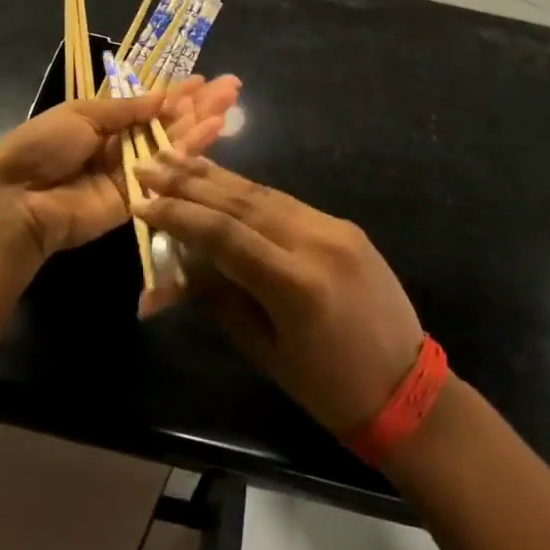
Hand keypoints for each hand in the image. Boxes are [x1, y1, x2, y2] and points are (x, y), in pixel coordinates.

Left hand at [0, 75, 241, 259]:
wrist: (18, 198)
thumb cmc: (43, 145)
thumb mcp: (82, 113)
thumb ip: (126, 109)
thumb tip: (162, 97)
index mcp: (101, 121)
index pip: (146, 105)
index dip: (174, 94)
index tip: (203, 80)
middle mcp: (119, 146)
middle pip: (165, 124)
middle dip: (197, 105)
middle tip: (231, 87)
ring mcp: (130, 174)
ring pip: (172, 145)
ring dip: (200, 123)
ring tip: (229, 102)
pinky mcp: (137, 200)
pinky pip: (166, 173)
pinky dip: (190, 152)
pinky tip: (213, 131)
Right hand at [136, 153, 422, 435]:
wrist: (408, 390)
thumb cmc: (328, 389)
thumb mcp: (265, 350)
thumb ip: (219, 298)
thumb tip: (174, 268)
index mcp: (295, 283)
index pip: (222, 233)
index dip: (178, 215)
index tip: (141, 202)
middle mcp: (315, 241)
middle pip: (240, 201)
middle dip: (190, 182)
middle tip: (150, 164)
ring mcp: (334, 228)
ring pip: (263, 192)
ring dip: (216, 177)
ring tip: (177, 160)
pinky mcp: (343, 225)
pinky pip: (286, 202)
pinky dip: (248, 191)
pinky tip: (222, 182)